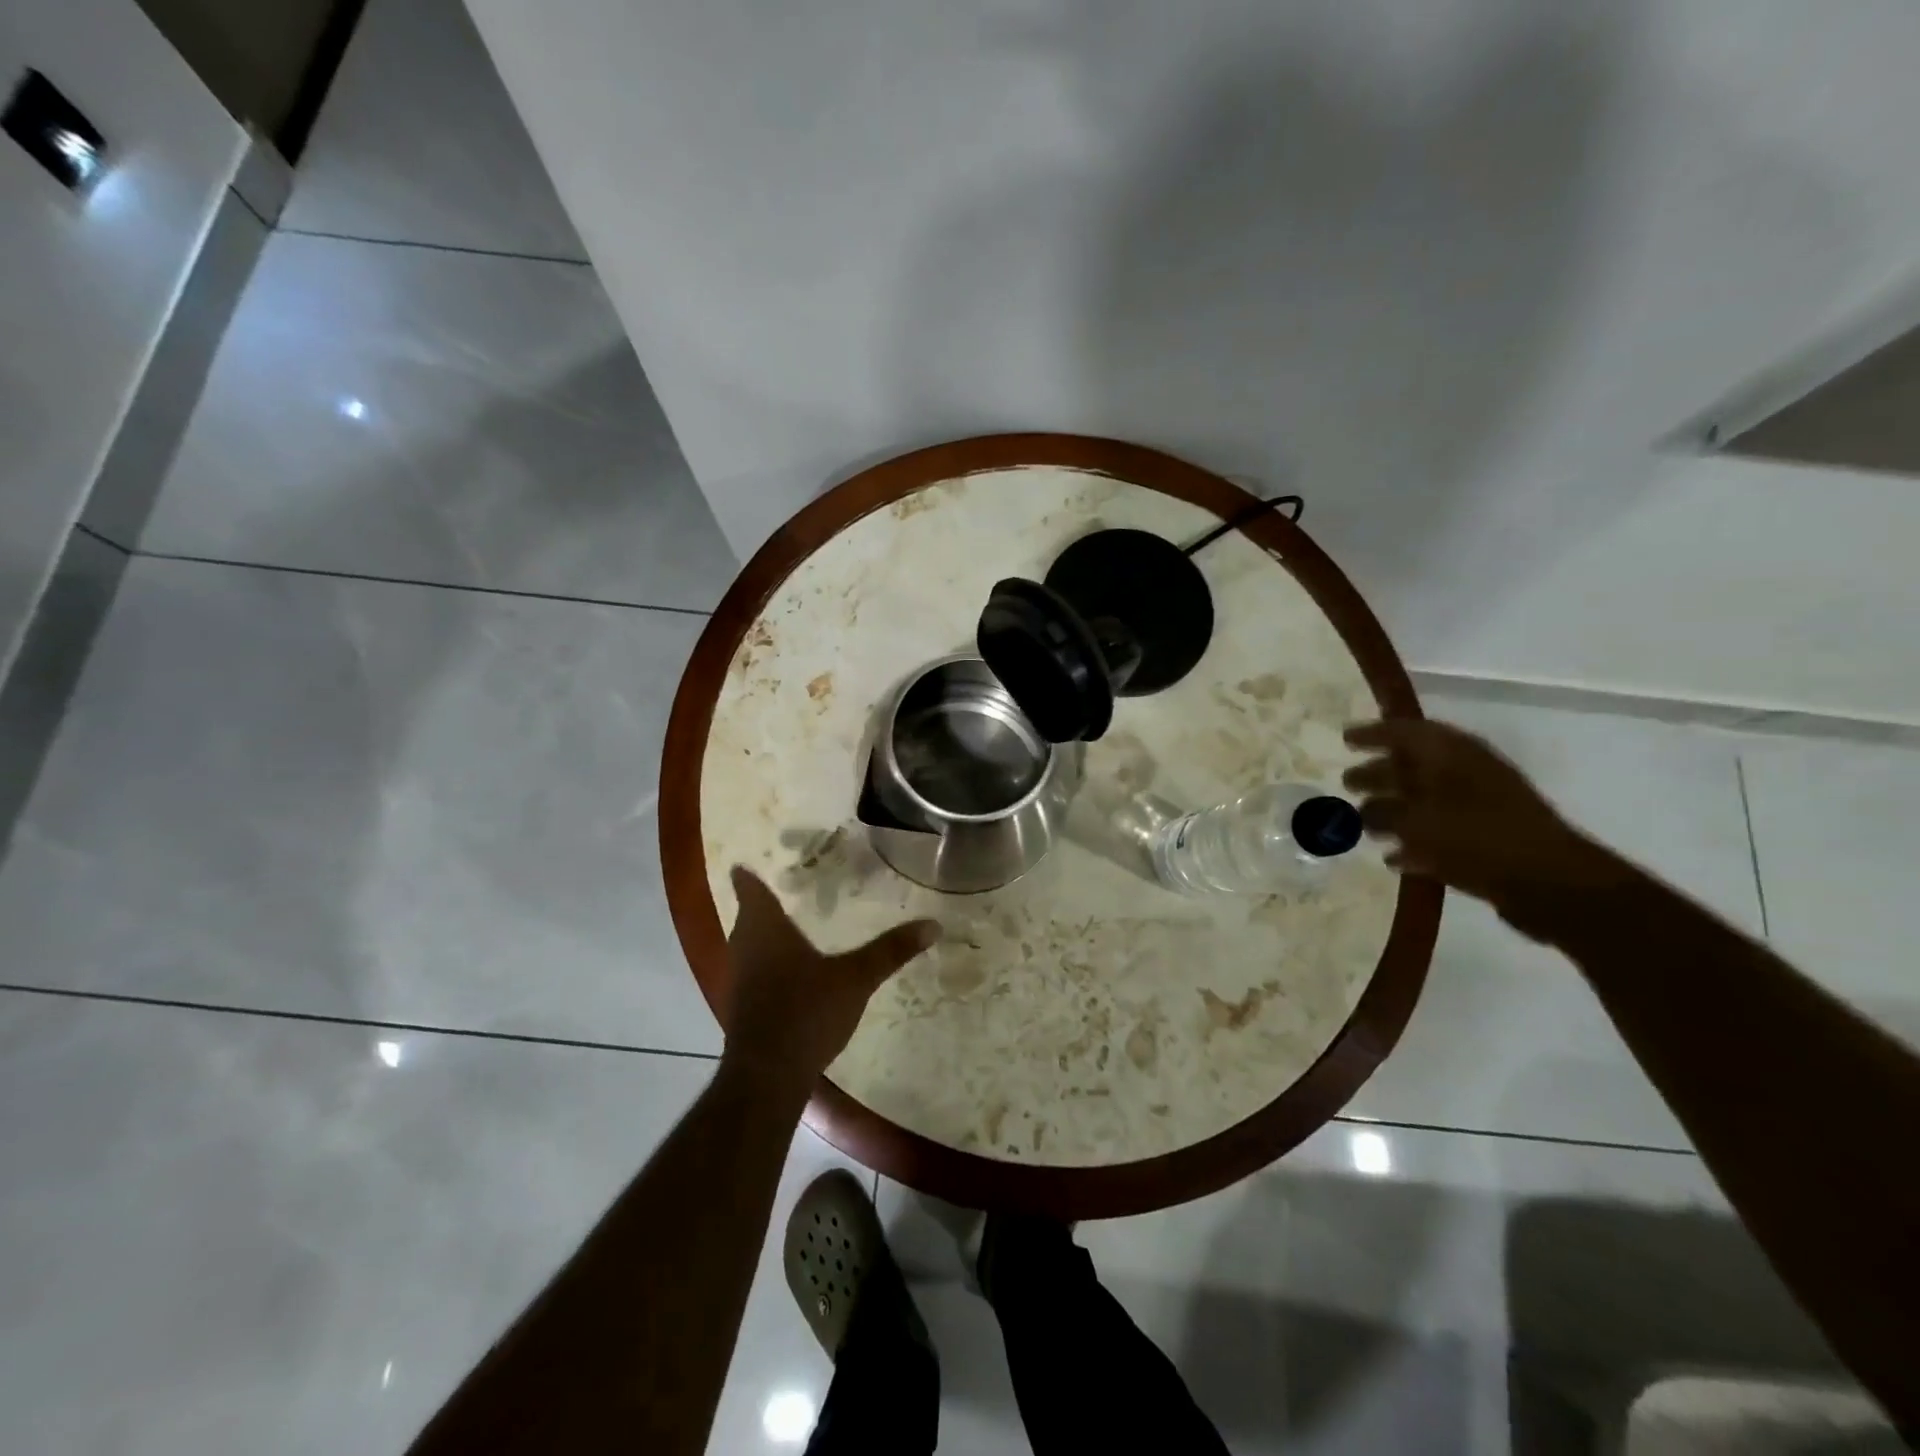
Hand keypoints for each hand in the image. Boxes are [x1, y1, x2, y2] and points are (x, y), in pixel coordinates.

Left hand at [719, 866, 939, 1100]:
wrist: (768, 1077)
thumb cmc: (806, 1012)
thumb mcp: (855, 979)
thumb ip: (890, 951)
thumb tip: (933, 924)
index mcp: (764, 928)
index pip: (748, 886)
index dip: (750, 871)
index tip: (759, 857)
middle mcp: (744, 946)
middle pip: (748, 913)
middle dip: (767, 899)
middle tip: (796, 882)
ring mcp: (739, 978)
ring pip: (750, 942)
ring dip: (768, 931)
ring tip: (799, 918)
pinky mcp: (744, 1005)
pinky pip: (756, 968)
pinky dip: (771, 960)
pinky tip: (796, 967)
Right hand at [1343, 719, 1622, 930]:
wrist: (1550, 882)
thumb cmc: (1477, 837)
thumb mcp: (1418, 821)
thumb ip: (1385, 812)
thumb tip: (1364, 811)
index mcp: (1452, 755)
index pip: (1406, 732)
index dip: (1374, 733)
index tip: (1344, 739)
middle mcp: (1465, 774)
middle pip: (1412, 766)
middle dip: (1378, 772)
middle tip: (1347, 782)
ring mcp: (1478, 807)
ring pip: (1424, 800)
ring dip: (1393, 809)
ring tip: (1363, 824)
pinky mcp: (1485, 839)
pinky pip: (1439, 833)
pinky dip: (1414, 840)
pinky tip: (1394, 856)